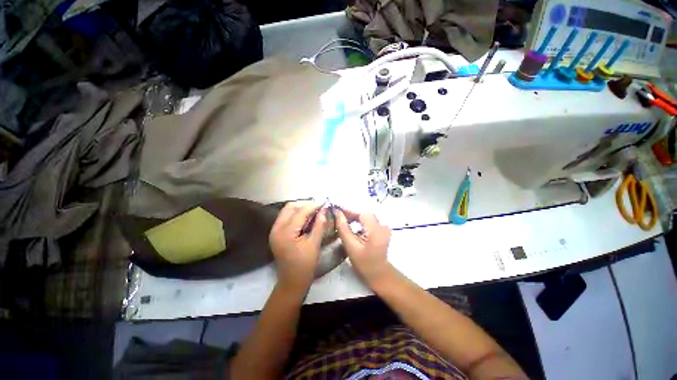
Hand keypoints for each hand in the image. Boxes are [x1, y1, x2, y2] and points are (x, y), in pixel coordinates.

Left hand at [269, 201, 326, 291]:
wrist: (292, 282)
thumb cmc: (305, 265)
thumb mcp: (314, 244)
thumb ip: (319, 225)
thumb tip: (324, 210)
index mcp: (286, 232)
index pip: (300, 212)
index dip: (313, 205)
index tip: (324, 201)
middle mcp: (276, 228)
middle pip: (290, 207)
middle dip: (305, 204)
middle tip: (319, 206)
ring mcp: (275, 230)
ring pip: (287, 211)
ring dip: (301, 208)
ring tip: (314, 209)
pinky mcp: (276, 233)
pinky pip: (286, 217)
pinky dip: (297, 214)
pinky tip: (307, 217)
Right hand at [334, 208, 391, 285]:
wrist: (378, 273)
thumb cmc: (364, 263)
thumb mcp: (351, 246)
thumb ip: (343, 228)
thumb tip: (337, 213)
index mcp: (376, 230)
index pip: (361, 214)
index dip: (349, 210)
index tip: (336, 209)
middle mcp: (382, 226)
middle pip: (364, 214)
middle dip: (351, 213)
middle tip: (338, 214)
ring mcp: (384, 227)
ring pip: (366, 216)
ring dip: (355, 216)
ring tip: (342, 218)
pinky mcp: (382, 229)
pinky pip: (369, 221)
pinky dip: (360, 221)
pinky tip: (351, 223)